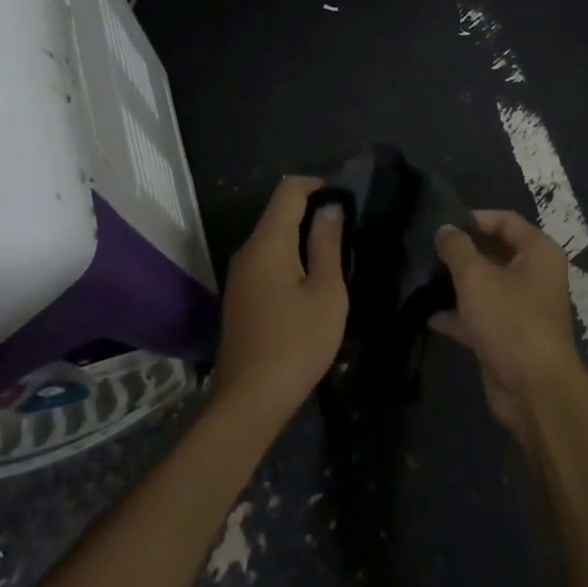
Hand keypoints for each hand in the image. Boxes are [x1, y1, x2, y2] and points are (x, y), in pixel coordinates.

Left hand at [212, 176, 348, 430]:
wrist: (249, 400)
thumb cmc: (297, 343)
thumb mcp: (326, 292)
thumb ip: (327, 243)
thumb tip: (330, 206)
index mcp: (268, 242)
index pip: (289, 190)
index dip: (318, 186)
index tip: (346, 201)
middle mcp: (247, 250)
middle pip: (278, 212)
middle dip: (312, 211)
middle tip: (347, 231)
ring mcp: (239, 274)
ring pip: (272, 237)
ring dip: (301, 237)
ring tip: (334, 256)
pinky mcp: (240, 296)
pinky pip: (266, 260)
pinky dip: (289, 257)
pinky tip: (310, 282)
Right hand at [432, 211, 587, 441]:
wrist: (534, 390)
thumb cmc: (510, 320)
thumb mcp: (476, 277)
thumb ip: (457, 248)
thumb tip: (445, 229)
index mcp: (538, 252)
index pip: (505, 220)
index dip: (474, 218)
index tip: (442, 222)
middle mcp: (535, 275)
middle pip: (494, 252)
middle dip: (462, 252)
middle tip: (427, 249)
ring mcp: (522, 308)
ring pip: (486, 285)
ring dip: (457, 283)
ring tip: (423, 278)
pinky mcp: (509, 336)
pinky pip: (481, 316)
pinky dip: (459, 314)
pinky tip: (429, 314)